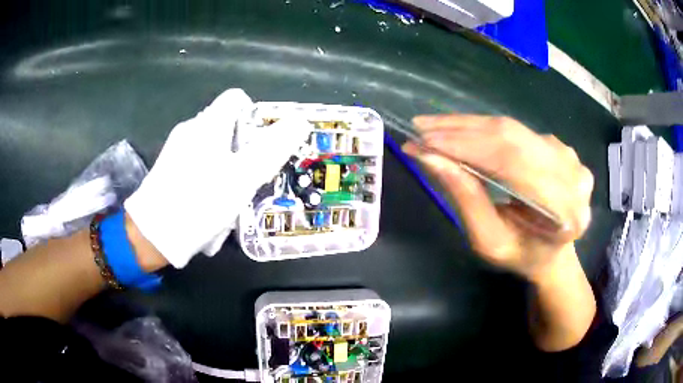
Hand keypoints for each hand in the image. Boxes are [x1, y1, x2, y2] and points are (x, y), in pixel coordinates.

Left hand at [125, 89, 311, 267]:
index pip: (236, 99)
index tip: (262, 145)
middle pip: (227, 127)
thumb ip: (272, 148)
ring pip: (213, 150)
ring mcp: (176, 150)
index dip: (255, 115)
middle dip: (244, 151)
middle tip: (250, 179)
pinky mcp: (169, 170)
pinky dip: (210, 180)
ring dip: (228, 170)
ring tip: (230, 199)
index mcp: (208, 124)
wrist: (153, 234)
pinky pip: (198, 167)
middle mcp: (191, 129)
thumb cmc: (200, 202)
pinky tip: (210, 206)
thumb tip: (299, 122)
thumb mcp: (243, 177)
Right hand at [403, 115, 592, 281]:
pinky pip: (518, 131)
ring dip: (470, 126)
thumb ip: (467, 200)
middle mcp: (573, 174)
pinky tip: (463, 131)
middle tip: (421, 127)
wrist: (552, 252)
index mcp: (564, 210)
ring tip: (434, 127)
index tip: (423, 142)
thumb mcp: (489, 241)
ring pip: (513, 129)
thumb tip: (431, 158)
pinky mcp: (559, 145)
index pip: (511, 163)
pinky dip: (486, 129)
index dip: (466, 148)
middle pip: (512, 138)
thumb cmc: (521, 255)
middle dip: (461, 130)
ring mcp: (569, 155)